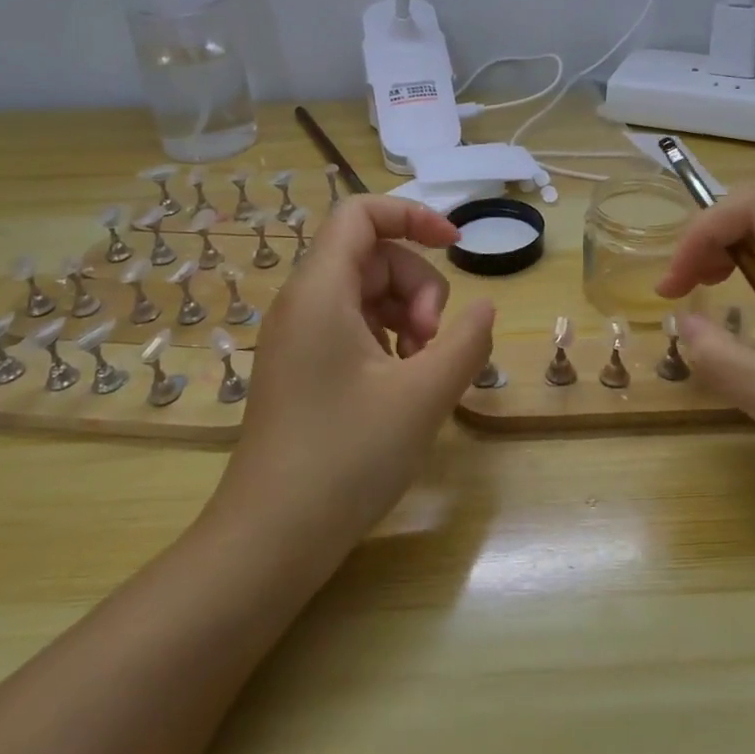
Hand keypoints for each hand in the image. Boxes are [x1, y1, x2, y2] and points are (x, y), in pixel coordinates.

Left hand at [208, 196, 494, 557]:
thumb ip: (465, 340)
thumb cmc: (347, 457)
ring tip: (423, 371)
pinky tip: (401, 385)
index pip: (362, 213)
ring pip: (365, 294)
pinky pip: (350, 327)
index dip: (413, 215)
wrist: (270, 540)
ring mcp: (296, 338)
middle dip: (417, 287)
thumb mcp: (424, 395)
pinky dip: (386, 341)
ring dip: (406, 317)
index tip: (457, 246)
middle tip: (433, 345)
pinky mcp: (299, 368)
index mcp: (320, 291)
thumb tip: (484, 308)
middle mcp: (301, 303)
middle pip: (372, 256)